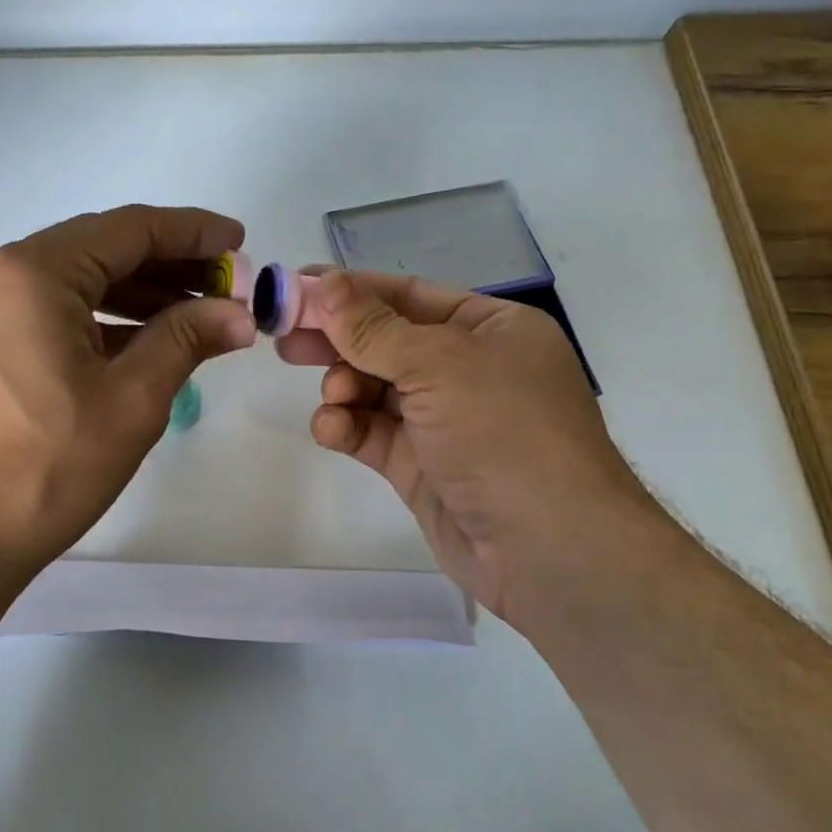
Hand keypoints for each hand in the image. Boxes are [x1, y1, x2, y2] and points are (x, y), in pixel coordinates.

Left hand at [0, 206, 255, 592]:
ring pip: (65, 286)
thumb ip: (186, 340)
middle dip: (163, 268)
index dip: (190, 232)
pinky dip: (87, 323)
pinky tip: (129, 346)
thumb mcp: (131, 402)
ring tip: (186, 319)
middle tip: (220, 289)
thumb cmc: (45, 469)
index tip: (236, 240)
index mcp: (29, 274)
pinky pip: (36, 316)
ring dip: (128, 298)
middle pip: (94, 253)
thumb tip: (236, 313)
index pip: (127, 230)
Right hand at [278, 269, 667, 633]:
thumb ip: (373, 329)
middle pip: (386, 342)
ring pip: (375, 389)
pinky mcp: (421, 465)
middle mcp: (469, 370)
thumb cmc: (504, 433)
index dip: (352, 290)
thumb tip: (325, 283)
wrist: (547, 548)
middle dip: (338, 340)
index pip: (409, 296)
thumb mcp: (439, 365)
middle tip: (284, 340)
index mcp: (491, 330)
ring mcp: (444, 421)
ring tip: (333, 397)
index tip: (296, 288)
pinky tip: (333, 430)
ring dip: (344, 387)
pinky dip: (349, 427)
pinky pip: (373, 433)